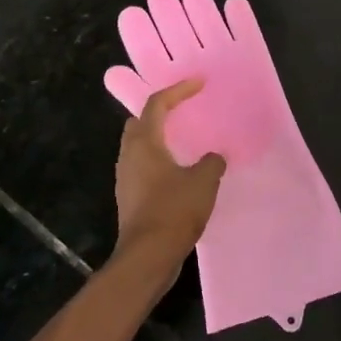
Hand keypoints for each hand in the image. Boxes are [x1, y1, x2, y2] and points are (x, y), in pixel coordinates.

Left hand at [114, 78, 225, 285]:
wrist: (147, 257)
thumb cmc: (174, 211)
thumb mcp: (203, 182)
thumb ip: (211, 162)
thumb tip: (213, 157)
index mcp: (145, 143)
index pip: (157, 104)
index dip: (178, 90)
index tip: (198, 83)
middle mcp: (129, 155)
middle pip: (140, 122)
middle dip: (160, 112)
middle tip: (183, 110)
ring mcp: (126, 178)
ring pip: (139, 146)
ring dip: (159, 139)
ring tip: (184, 140)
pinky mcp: (130, 198)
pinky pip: (143, 168)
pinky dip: (159, 161)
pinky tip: (179, 172)